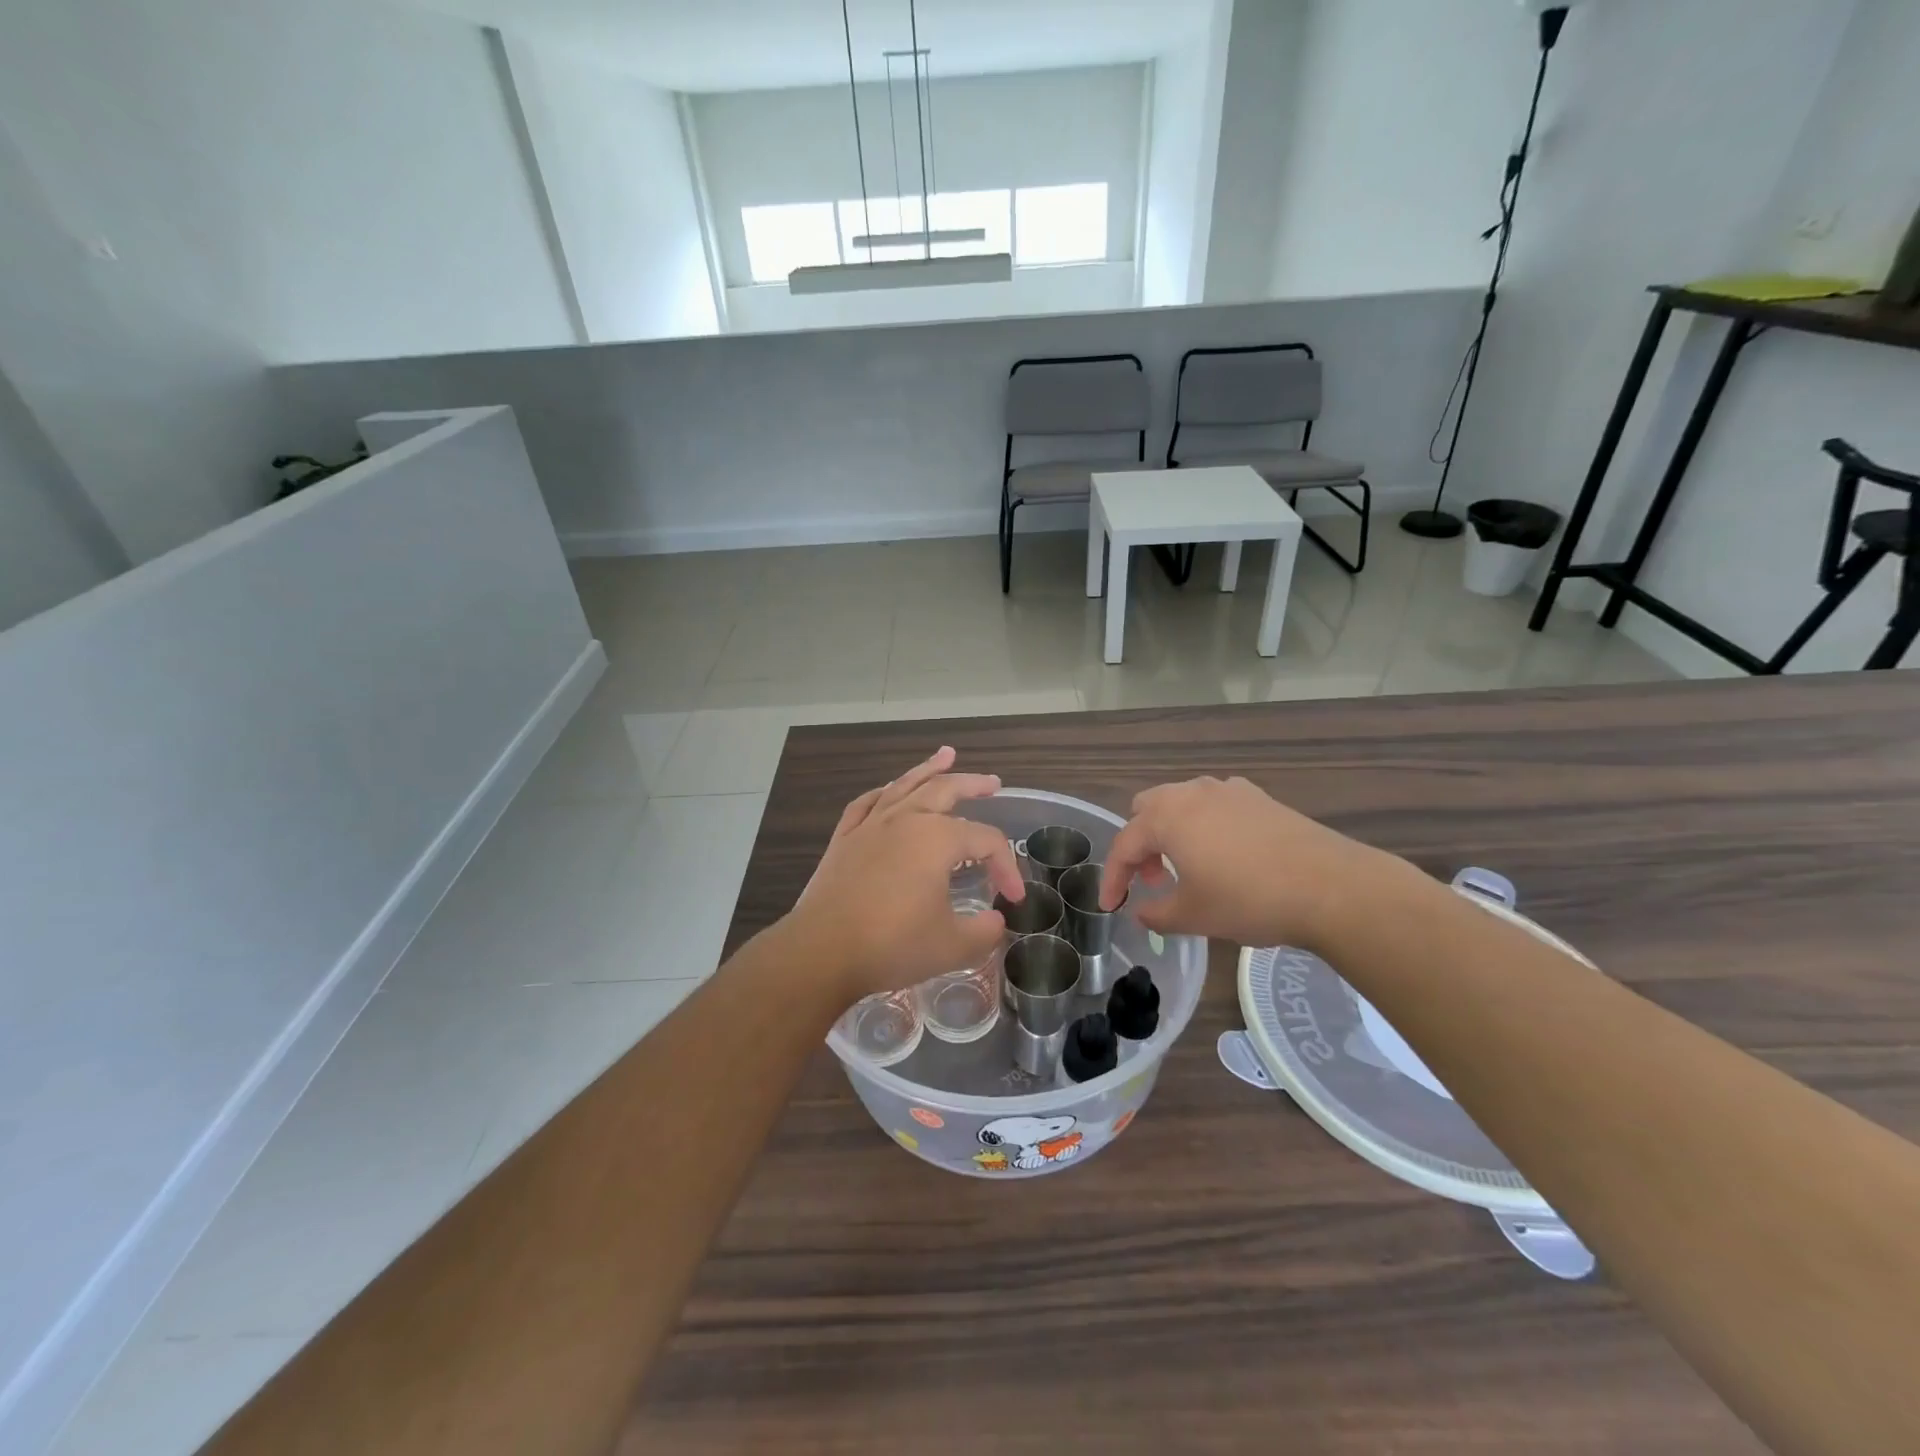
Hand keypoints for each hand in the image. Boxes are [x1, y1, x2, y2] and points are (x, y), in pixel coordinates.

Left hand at [789, 747, 1025, 1001]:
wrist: (822, 951)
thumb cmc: (892, 945)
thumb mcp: (953, 946)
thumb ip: (984, 931)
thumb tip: (995, 920)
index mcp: (938, 839)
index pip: (987, 841)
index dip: (1006, 866)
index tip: (1013, 898)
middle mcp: (906, 820)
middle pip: (945, 790)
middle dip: (973, 784)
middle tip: (992, 783)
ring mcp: (871, 826)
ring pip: (904, 786)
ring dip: (928, 769)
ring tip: (945, 755)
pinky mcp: (844, 840)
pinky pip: (866, 804)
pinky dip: (882, 793)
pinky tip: (888, 790)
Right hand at [1099, 776, 1413, 950]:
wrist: (1332, 888)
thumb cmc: (1249, 900)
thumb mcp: (1194, 916)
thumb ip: (1156, 913)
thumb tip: (1141, 911)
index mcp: (1167, 817)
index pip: (1124, 845)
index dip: (1113, 878)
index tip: (1111, 906)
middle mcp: (1192, 793)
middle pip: (1147, 809)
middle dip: (1141, 844)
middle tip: (1153, 879)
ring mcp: (1229, 790)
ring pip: (1182, 802)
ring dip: (1172, 832)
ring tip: (1187, 868)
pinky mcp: (1260, 798)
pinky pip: (1216, 805)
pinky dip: (1206, 825)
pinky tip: (1226, 855)